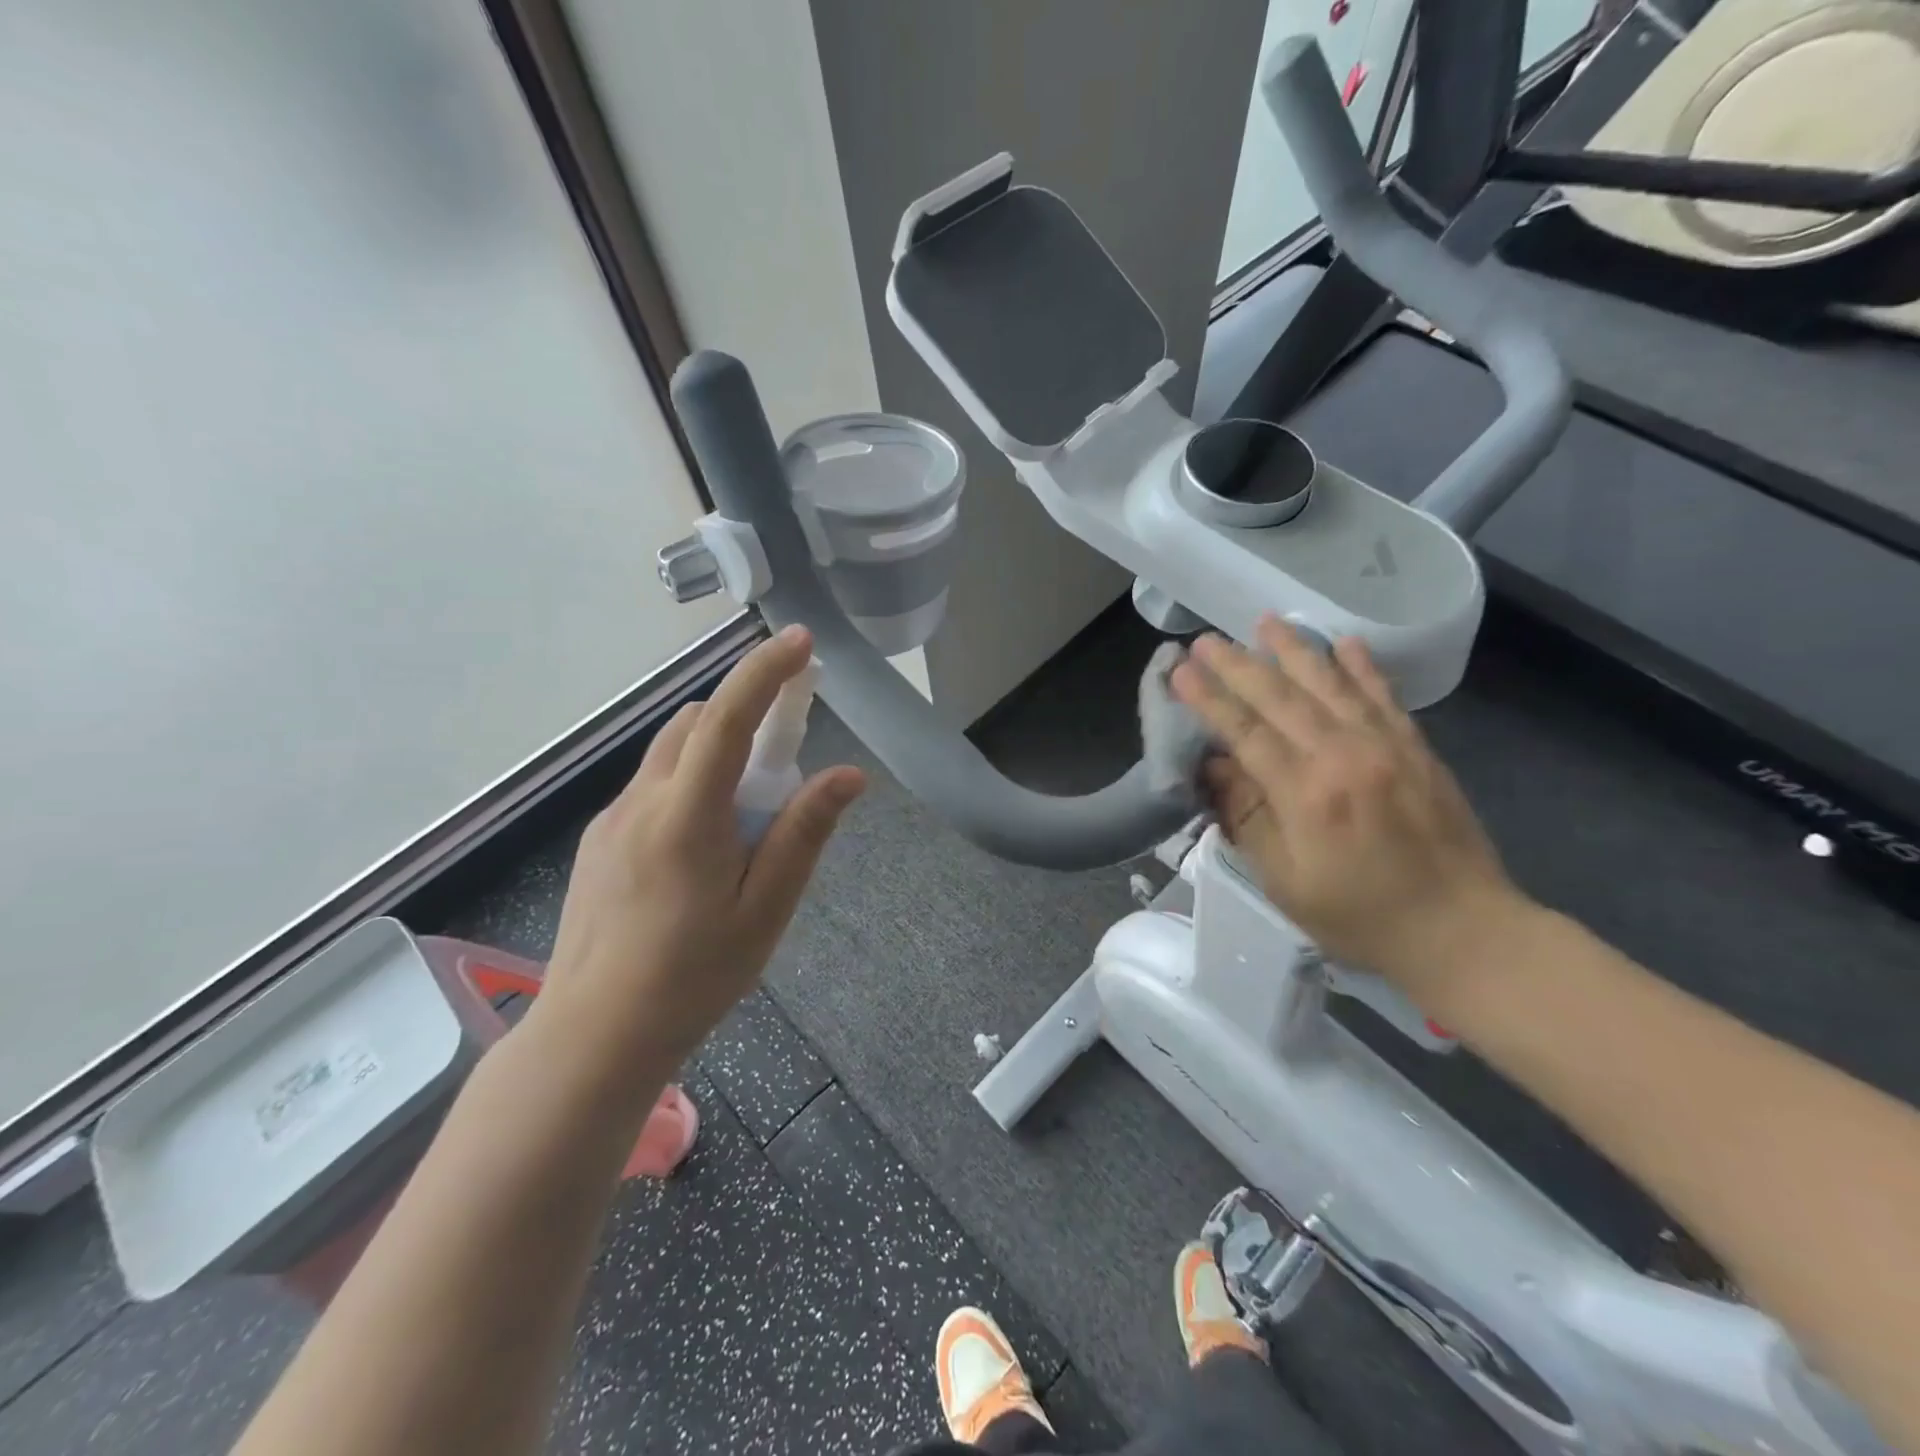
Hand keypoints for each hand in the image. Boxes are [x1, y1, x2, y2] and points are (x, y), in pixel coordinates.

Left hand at [533, 627, 864, 1093]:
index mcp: (686, 816)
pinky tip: (704, 847)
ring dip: (717, 751)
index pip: (727, 720)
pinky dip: (689, 783)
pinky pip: (653, 787)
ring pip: (670, 753)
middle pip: (695, 724)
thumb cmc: (693, 976)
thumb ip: (803, 833)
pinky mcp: (599, 841)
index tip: (800, 642)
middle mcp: (641, 802)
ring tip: (748, 813)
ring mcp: (612, 820)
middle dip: (745, 714)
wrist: (594, 1036)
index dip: (765, 673)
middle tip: (788, 753)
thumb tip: (848, 775)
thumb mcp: (766, 909)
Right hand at [1170, 618, 1526, 994]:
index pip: (1245, 732)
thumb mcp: (1285, 882)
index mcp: (1306, 795)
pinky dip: (1362, 666)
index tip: (1181, 670)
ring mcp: (1386, 747)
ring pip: (1331, 684)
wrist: (1462, 931)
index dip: (1209, 699)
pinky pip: (1383, 696)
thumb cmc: (1360, 917)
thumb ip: (1247, 819)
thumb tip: (1214, 767)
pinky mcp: (1416, 749)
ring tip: (1265, 621)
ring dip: (1294, 650)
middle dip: (1238, 665)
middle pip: (1281, 697)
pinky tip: (1345, 642)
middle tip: (1206, 638)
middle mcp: (1344, 756)